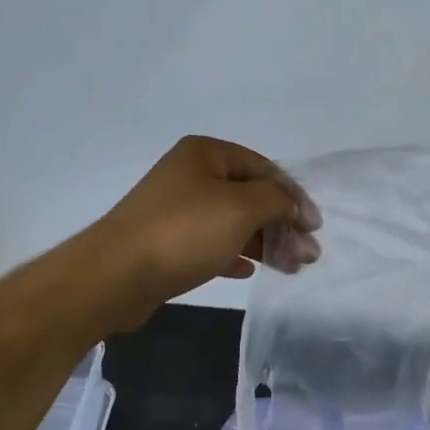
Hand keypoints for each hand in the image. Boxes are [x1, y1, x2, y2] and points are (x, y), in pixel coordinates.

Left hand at [89, 137, 320, 330]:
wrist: (115, 275)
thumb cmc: (184, 231)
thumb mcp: (241, 207)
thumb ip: (278, 201)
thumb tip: (297, 208)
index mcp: (206, 153)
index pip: (265, 168)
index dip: (294, 196)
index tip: (314, 228)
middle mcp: (190, 174)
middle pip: (250, 196)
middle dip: (282, 224)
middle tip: (308, 255)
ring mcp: (176, 209)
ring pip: (232, 222)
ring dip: (263, 242)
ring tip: (290, 267)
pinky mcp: (167, 241)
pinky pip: (211, 243)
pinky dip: (233, 254)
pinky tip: (248, 271)